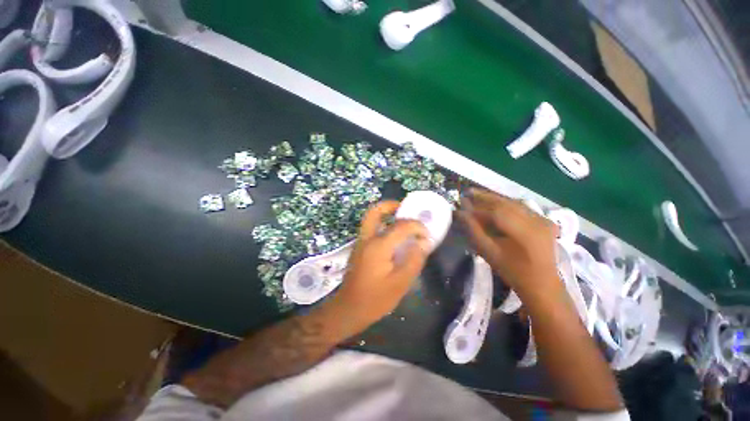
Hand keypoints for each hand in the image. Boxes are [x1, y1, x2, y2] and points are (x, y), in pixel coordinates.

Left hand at [330, 200, 429, 333]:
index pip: (401, 226)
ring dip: (386, 214)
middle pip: (375, 211)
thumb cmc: (375, 299)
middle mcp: (367, 238)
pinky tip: (394, 237)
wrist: (349, 309)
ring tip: (401, 219)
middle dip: (391, 205)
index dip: (417, 226)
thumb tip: (424, 242)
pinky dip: (382, 224)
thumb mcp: (400, 283)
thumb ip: (414, 260)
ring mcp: (361, 242)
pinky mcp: (359, 248)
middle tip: (405, 209)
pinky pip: (371, 228)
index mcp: (379, 246)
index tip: (427, 235)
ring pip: (371, 218)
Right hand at [456, 189, 559, 296]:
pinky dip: (506, 203)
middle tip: (468, 191)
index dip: (477, 207)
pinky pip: (522, 207)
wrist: (542, 284)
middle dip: (485, 196)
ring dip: (495, 198)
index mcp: (524, 232)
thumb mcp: (489, 252)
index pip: (496, 212)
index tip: (462, 203)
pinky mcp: (544, 220)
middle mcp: (536, 221)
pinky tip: (495, 202)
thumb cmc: (513, 271)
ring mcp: (543, 219)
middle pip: (506, 203)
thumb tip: (461, 213)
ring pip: (514, 202)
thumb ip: (474, 231)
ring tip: (478, 194)